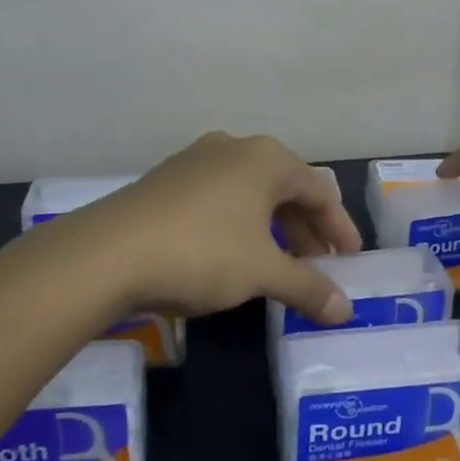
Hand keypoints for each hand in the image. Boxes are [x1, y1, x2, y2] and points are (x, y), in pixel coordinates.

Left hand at [79, 132, 362, 323]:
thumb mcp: (262, 272)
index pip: (319, 191)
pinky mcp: (167, 181)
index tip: (352, 260)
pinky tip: (234, 255)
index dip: (339, 228)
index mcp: (266, 159)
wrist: (107, 253)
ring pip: (251, 195)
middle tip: (321, 266)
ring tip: (282, 265)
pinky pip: (220, 200)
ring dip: (273, 230)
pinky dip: (240, 226)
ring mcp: (196, 161)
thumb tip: (346, 311)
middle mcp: (234, 149)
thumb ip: (308, 287)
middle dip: (307, 231)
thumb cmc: (202, 251)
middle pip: (285, 190)